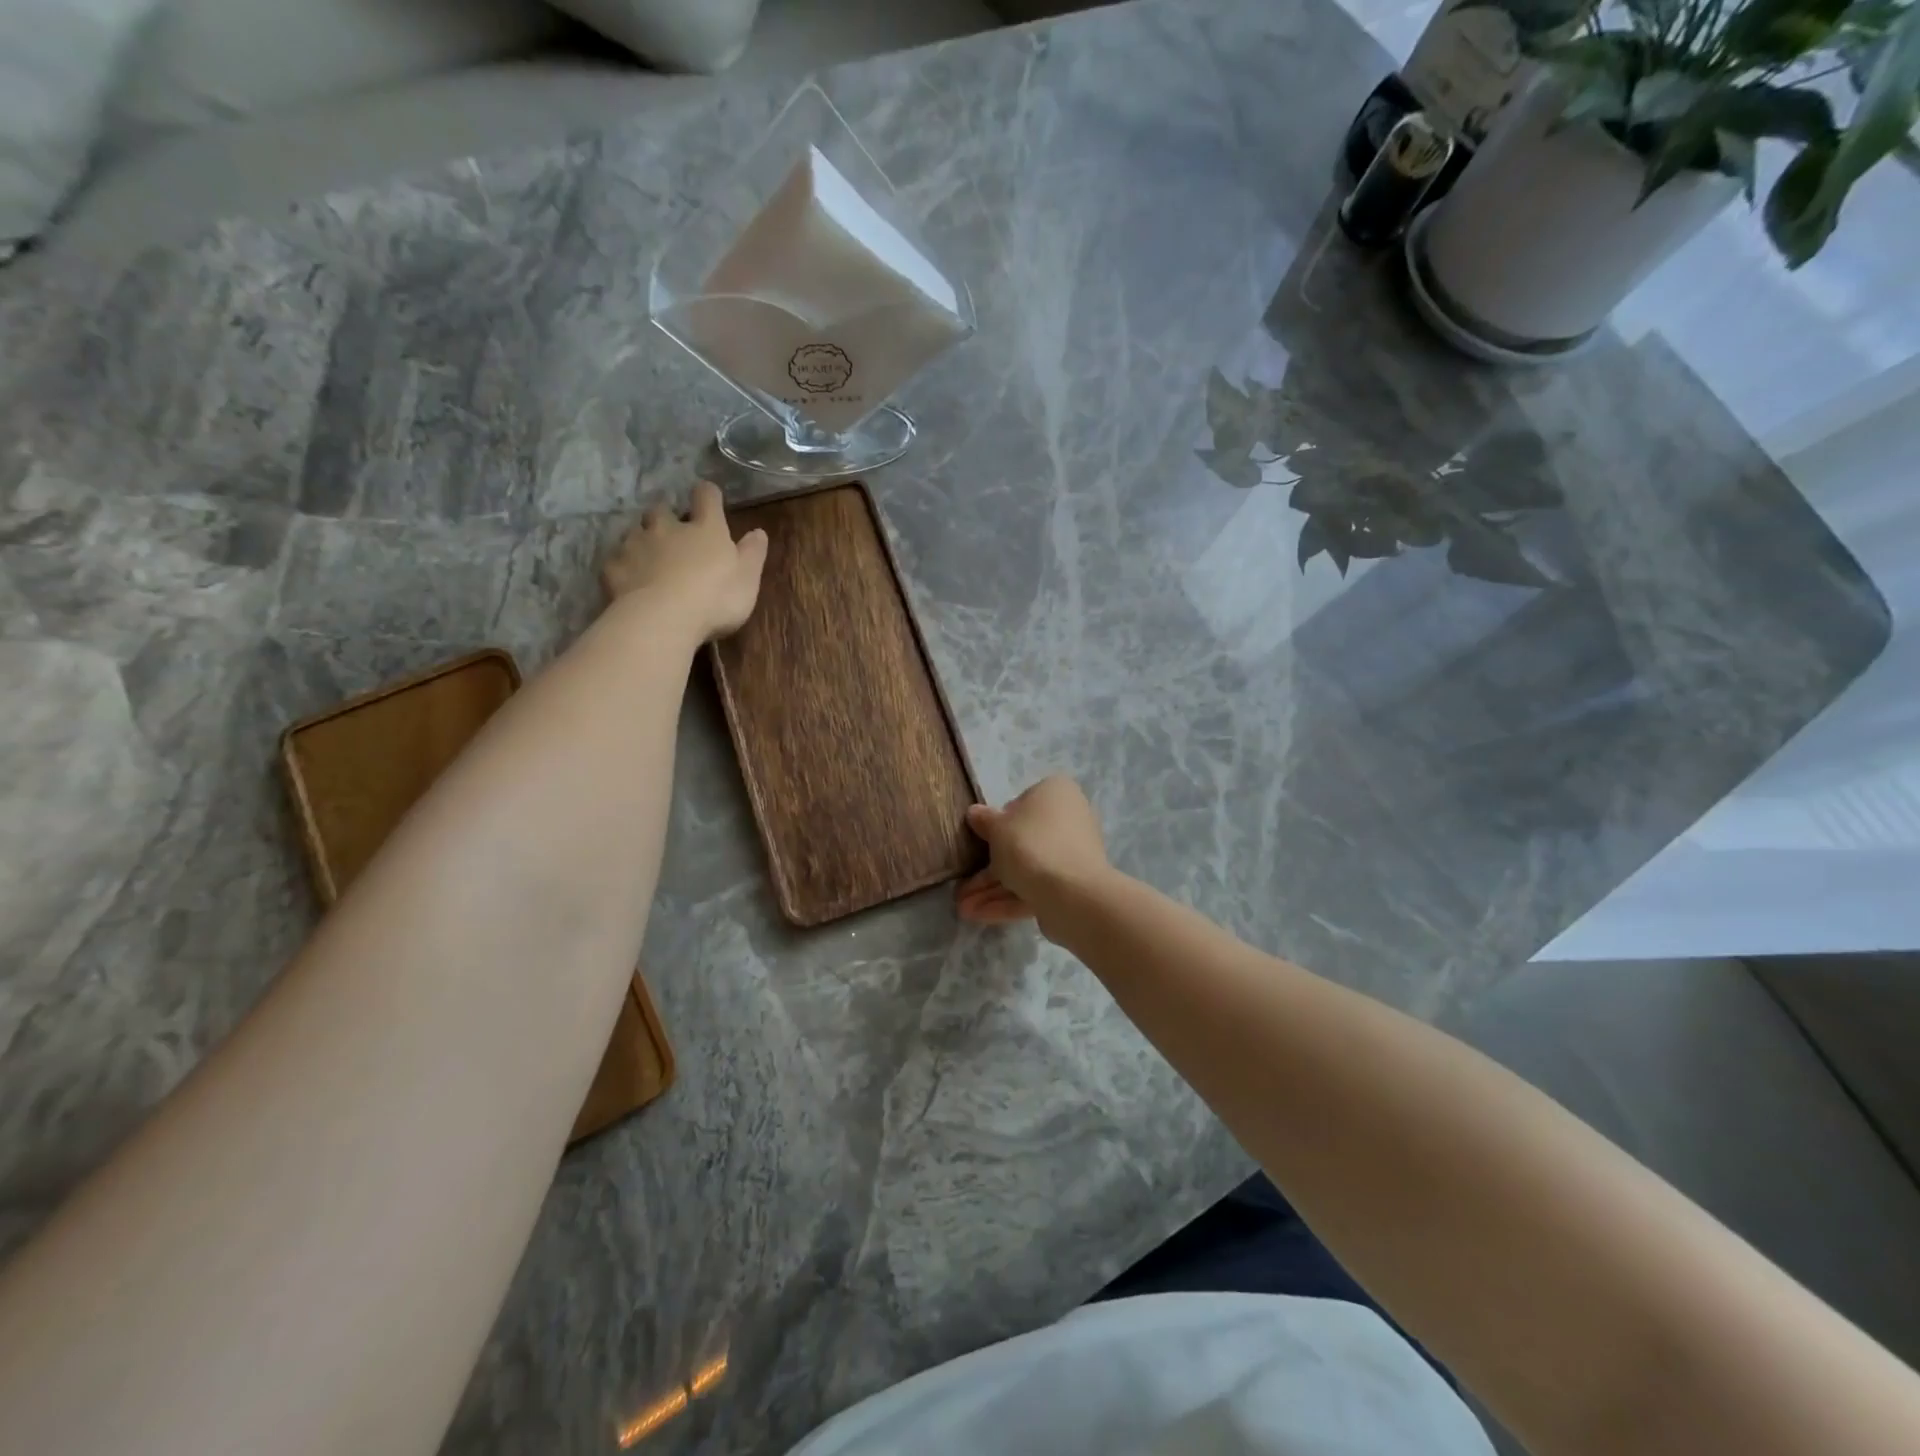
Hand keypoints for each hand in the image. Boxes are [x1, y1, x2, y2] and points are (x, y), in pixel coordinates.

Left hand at [601, 481, 768, 641]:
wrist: (662, 619)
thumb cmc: (715, 599)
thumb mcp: (748, 580)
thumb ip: (753, 554)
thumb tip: (758, 532)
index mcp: (705, 529)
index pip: (706, 497)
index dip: (708, 495)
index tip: (709, 498)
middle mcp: (668, 528)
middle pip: (661, 510)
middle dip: (666, 518)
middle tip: (673, 535)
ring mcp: (636, 545)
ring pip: (635, 532)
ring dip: (642, 540)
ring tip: (649, 559)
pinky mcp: (614, 567)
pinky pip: (616, 560)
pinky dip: (624, 567)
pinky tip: (630, 581)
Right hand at [956, 776, 1110, 932]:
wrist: (1071, 892)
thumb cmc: (1030, 844)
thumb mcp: (997, 827)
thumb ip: (984, 820)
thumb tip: (975, 813)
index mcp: (1056, 793)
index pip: (1022, 803)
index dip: (998, 822)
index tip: (980, 839)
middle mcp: (1069, 819)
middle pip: (1022, 841)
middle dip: (989, 867)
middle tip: (963, 884)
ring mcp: (1071, 855)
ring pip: (1026, 869)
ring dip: (993, 889)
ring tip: (963, 907)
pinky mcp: (1071, 886)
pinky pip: (1035, 888)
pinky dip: (1008, 900)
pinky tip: (978, 915)